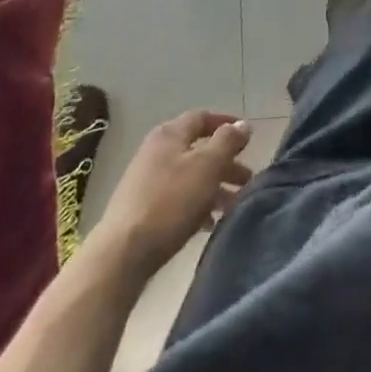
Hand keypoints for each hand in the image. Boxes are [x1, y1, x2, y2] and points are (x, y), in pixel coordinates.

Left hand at [88, 111, 252, 276]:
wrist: (122, 255)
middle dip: (225, 163)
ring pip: (189, 176)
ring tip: (234, 205)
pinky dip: (196, 205)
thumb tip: (242, 124)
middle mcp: (156, 151)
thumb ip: (227, 142)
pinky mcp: (142, 210)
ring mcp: (146, 181)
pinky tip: (208, 223)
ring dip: (214, 187)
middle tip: (247, 180)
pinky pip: (177, 199)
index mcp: (170, 134)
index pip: (202, 117)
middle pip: (198, 150)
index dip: (226, 124)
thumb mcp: (207, 166)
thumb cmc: (170, 202)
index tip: (248, 138)